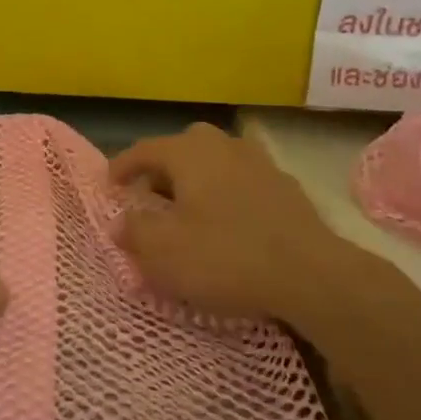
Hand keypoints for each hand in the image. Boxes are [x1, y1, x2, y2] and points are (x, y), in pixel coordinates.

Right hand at [110, 123, 339, 323]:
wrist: (311, 274)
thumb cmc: (225, 256)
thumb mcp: (164, 252)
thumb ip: (135, 231)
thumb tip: (121, 221)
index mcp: (188, 152)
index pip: (144, 149)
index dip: (122, 166)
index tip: (109, 184)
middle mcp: (222, 145)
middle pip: (181, 150)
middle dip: (161, 172)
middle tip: (148, 199)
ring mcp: (258, 162)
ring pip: (214, 164)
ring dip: (195, 182)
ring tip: (187, 211)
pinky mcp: (285, 186)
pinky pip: (240, 182)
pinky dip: (224, 195)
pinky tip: (227, 223)